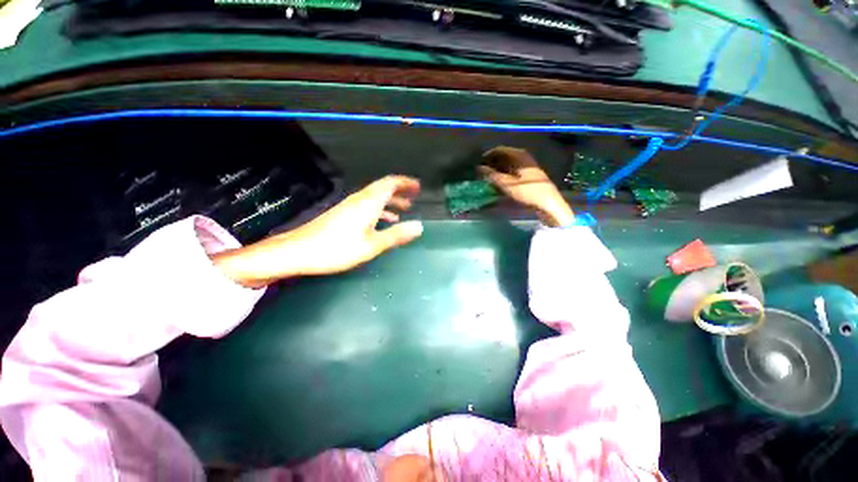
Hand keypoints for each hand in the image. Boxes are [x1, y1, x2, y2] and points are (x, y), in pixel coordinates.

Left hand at [213, 176, 422, 287]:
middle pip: (383, 188)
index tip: (418, 186)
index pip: (390, 183)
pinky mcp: (343, 214)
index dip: (405, 182)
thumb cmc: (337, 248)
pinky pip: (367, 206)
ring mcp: (349, 206)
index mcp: (368, 203)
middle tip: (414, 196)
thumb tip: (419, 226)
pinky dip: (379, 209)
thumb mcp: (372, 245)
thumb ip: (396, 235)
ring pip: (375, 197)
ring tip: (404, 208)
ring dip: (391, 200)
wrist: (298, 251)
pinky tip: (383, 220)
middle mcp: (359, 199)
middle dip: (400, 190)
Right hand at [478, 146, 573, 226]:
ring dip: (498, 168)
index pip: (499, 150)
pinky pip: (513, 169)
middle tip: (482, 172)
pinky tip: (500, 181)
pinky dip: (505, 173)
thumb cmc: (527, 191)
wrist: (548, 202)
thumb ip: (492, 175)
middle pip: (504, 156)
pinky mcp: (529, 173)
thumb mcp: (507, 184)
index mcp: (519, 155)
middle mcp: (524, 156)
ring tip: (489, 177)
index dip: (488, 155)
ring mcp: (528, 165)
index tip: (479, 164)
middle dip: (492, 162)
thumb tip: (479, 168)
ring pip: (508, 163)